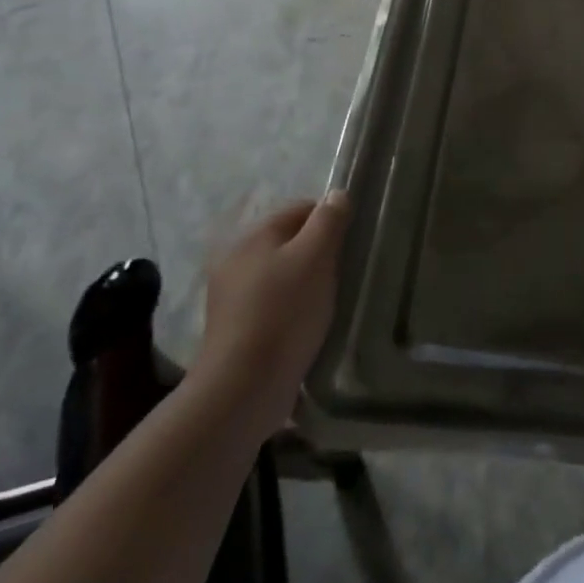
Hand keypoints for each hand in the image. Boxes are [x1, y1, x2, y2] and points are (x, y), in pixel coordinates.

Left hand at [195, 190, 350, 426]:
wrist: (243, 389)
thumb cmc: (284, 312)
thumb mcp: (316, 257)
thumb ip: (329, 221)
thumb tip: (338, 193)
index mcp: (253, 234)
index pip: (302, 208)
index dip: (331, 221)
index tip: (351, 245)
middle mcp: (236, 258)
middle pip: (291, 241)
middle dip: (319, 253)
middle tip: (343, 274)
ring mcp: (232, 295)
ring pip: (283, 273)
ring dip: (307, 283)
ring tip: (329, 302)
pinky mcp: (236, 328)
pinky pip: (273, 303)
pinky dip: (292, 308)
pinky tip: (308, 326)